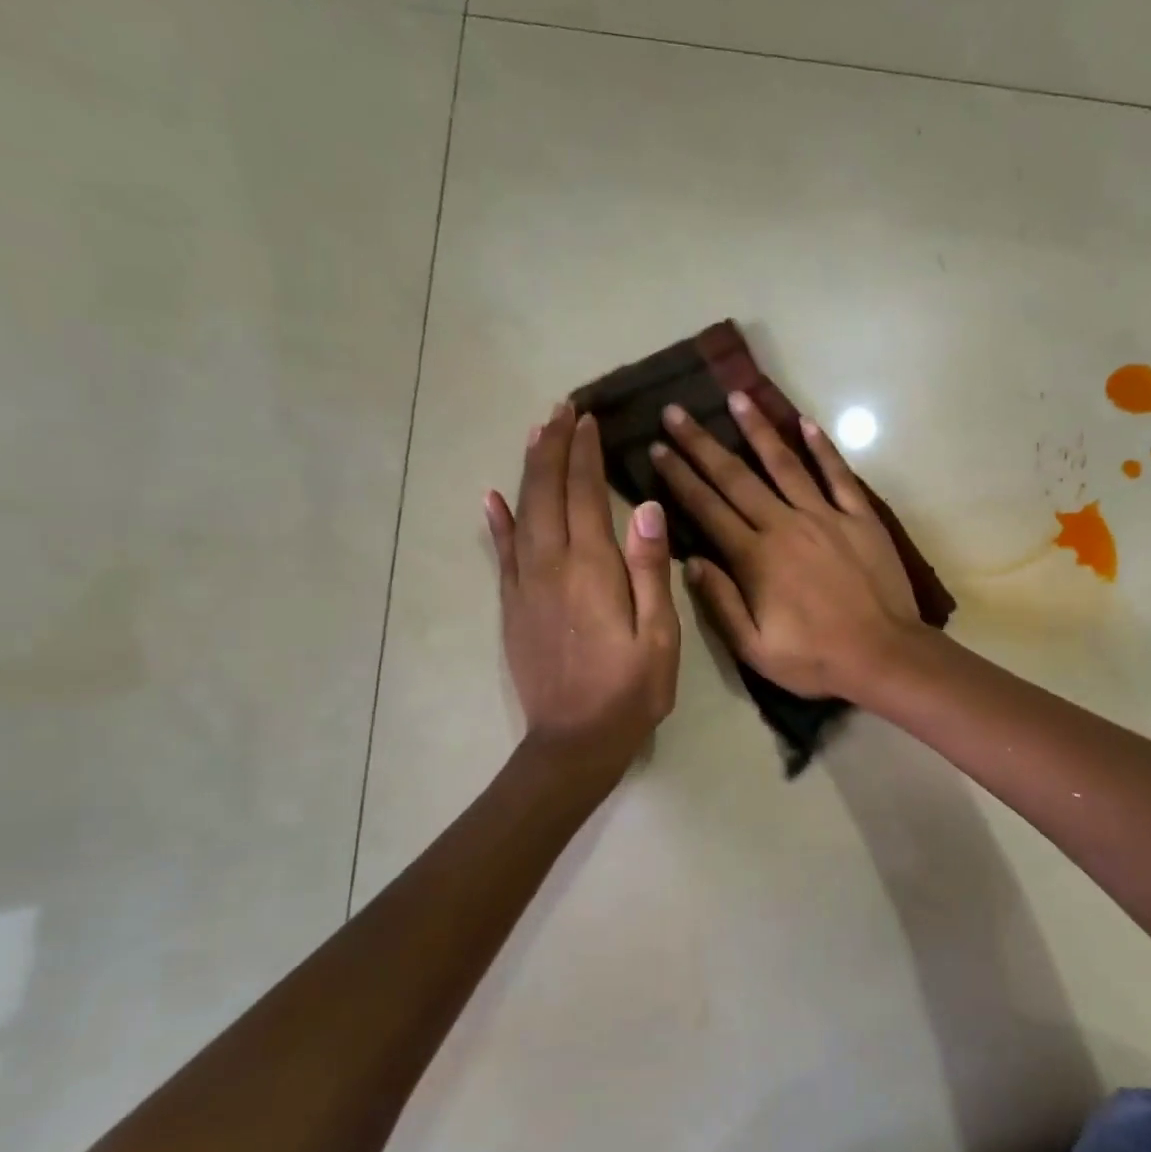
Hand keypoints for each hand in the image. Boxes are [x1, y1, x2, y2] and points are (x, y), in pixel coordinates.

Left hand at [486, 404, 679, 765]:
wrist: (574, 741)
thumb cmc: (630, 691)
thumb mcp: (659, 636)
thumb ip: (651, 571)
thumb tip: (648, 508)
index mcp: (592, 569)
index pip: (585, 494)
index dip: (585, 454)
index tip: (587, 419)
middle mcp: (551, 566)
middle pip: (548, 492)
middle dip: (553, 448)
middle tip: (562, 410)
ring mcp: (525, 585)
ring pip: (522, 513)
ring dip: (529, 471)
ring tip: (535, 434)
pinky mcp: (513, 606)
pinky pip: (501, 552)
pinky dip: (497, 520)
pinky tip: (491, 497)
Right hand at [650, 393, 921, 699]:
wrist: (884, 655)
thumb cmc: (816, 659)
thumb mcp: (754, 648)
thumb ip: (720, 603)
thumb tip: (690, 561)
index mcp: (755, 558)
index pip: (707, 508)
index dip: (679, 477)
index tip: (657, 448)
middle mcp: (785, 526)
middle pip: (736, 477)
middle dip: (702, 444)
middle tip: (676, 411)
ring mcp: (825, 517)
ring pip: (784, 464)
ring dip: (758, 429)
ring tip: (736, 397)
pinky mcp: (859, 518)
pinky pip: (838, 475)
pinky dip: (822, 448)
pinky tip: (805, 423)